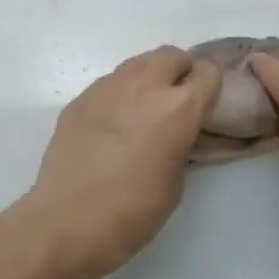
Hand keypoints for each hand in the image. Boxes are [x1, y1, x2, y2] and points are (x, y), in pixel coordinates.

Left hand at [23, 46, 220, 278]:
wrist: (68, 222)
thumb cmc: (132, 212)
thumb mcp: (176, 182)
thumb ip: (182, 145)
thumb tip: (176, 135)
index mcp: (180, 108)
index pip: (208, 73)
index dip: (211, 87)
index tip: (207, 105)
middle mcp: (145, 86)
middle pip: (172, 56)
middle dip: (180, 72)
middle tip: (177, 102)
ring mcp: (107, 88)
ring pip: (138, 64)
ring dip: (149, 78)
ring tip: (144, 111)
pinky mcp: (80, 99)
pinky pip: (110, 84)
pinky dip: (120, 95)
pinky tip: (113, 125)